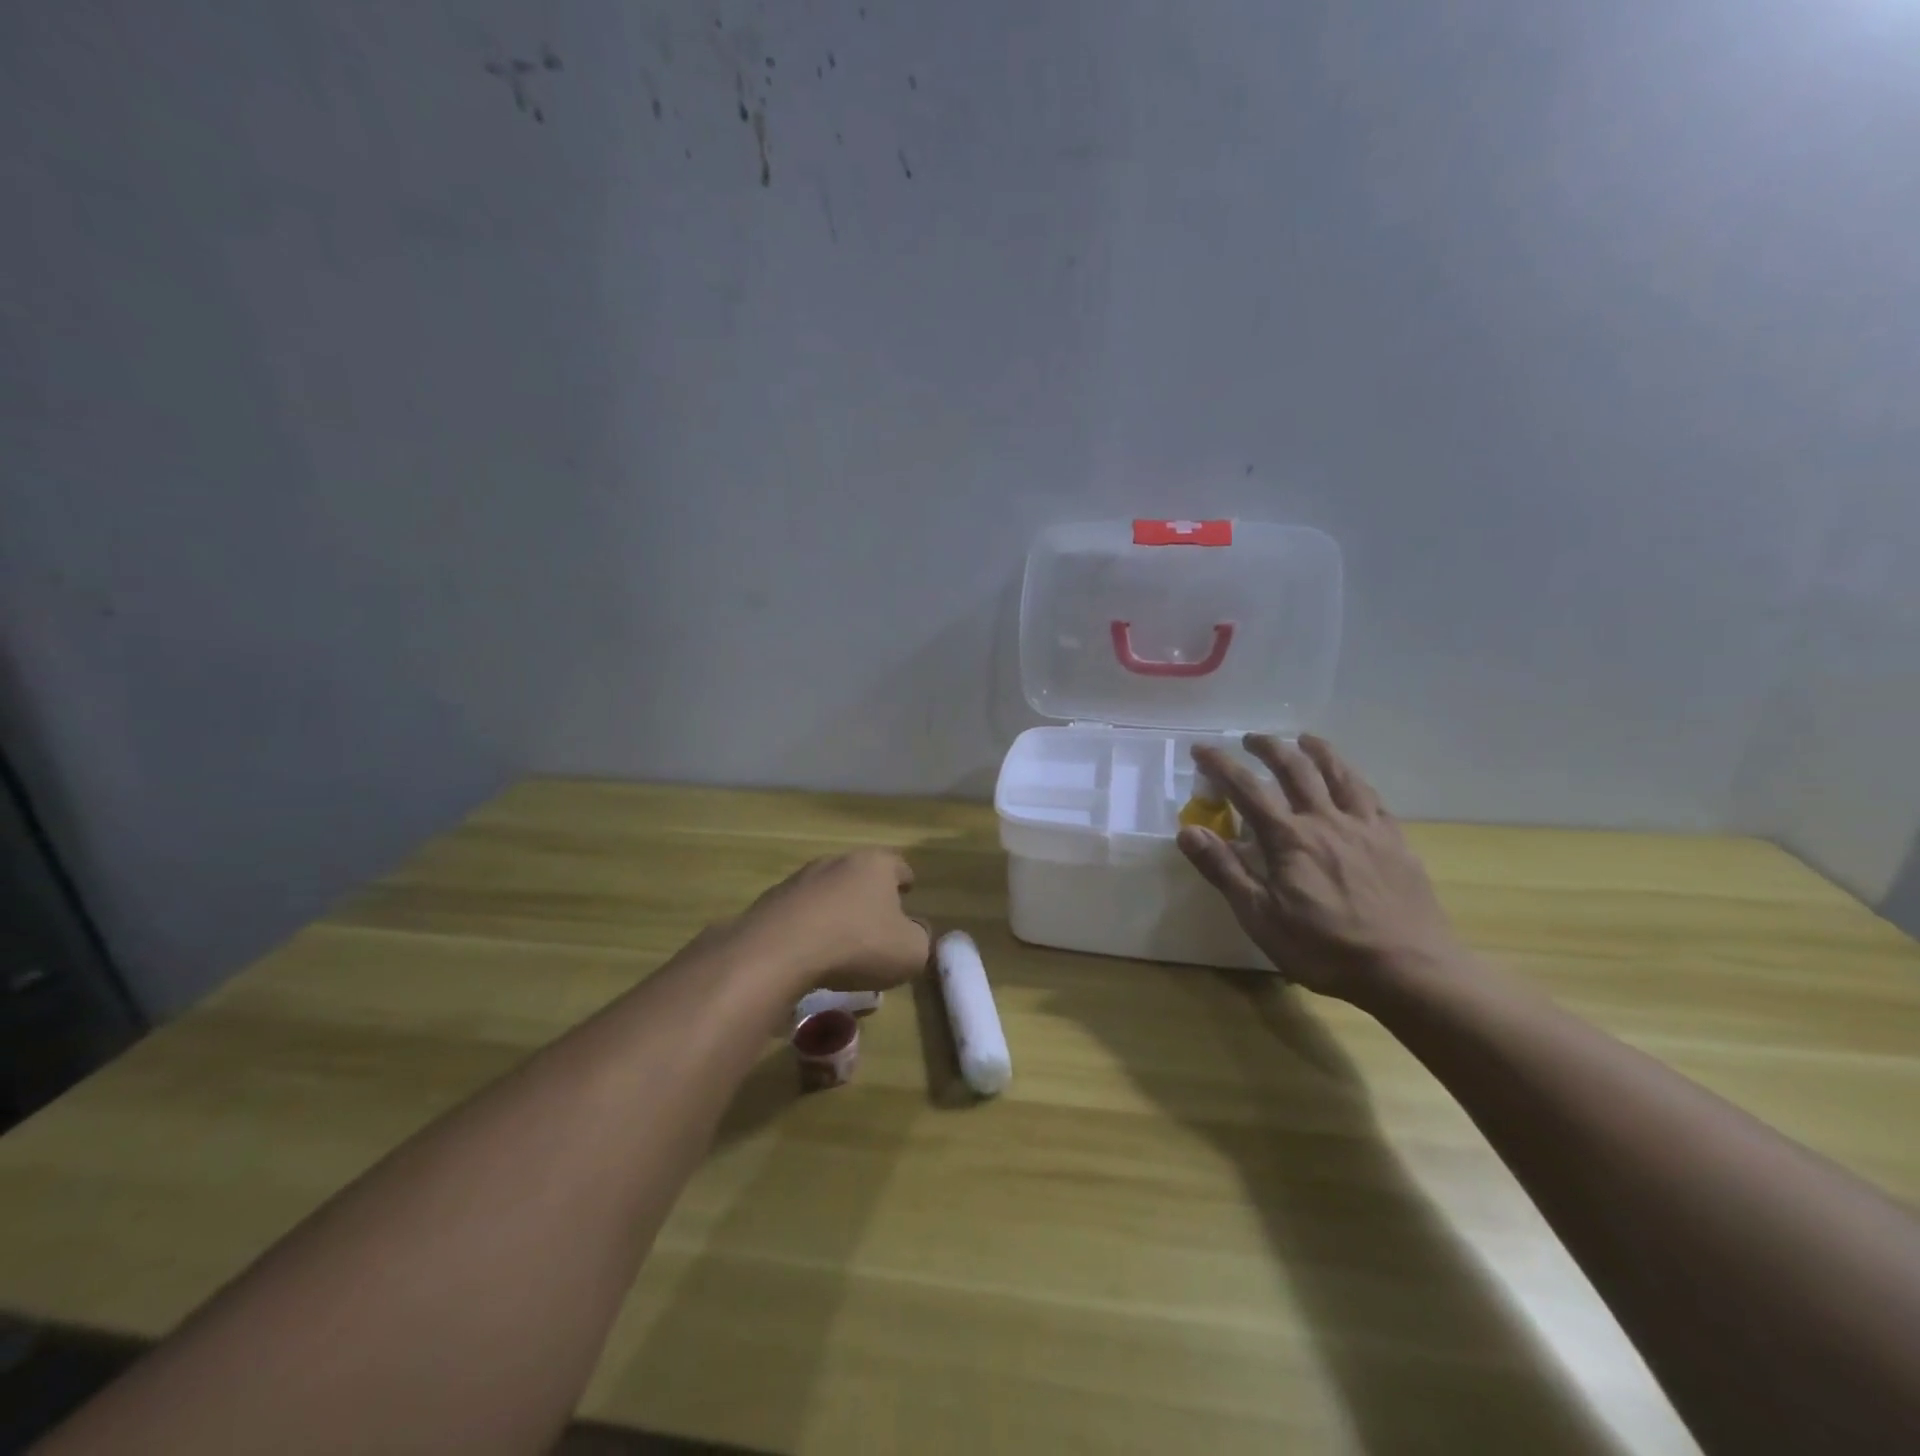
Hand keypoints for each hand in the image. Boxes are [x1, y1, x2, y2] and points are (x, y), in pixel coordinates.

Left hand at [733, 849, 931, 992]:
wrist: (779, 952)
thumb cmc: (858, 944)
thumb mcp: (910, 952)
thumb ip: (920, 940)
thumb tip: (915, 932)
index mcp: (875, 865)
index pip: (899, 866)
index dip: (906, 882)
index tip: (908, 895)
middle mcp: (837, 862)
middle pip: (860, 876)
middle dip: (869, 897)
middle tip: (877, 925)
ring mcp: (799, 879)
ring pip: (827, 893)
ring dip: (836, 912)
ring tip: (841, 944)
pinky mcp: (771, 902)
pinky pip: (799, 914)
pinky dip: (808, 929)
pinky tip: (809, 955)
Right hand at [1178, 734, 1458, 1003]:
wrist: (1410, 970)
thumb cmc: (1325, 949)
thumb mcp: (1260, 917)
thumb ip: (1224, 870)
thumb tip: (1187, 831)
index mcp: (1289, 838)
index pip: (1246, 789)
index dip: (1220, 765)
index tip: (1201, 748)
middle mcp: (1326, 821)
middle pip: (1295, 770)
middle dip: (1269, 748)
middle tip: (1251, 738)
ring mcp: (1365, 828)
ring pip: (1339, 774)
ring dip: (1318, 751)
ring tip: (1304, 739)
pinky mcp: (1395, 842)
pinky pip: (1372, 798)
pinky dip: (1355, 780)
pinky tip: (1352, 782)